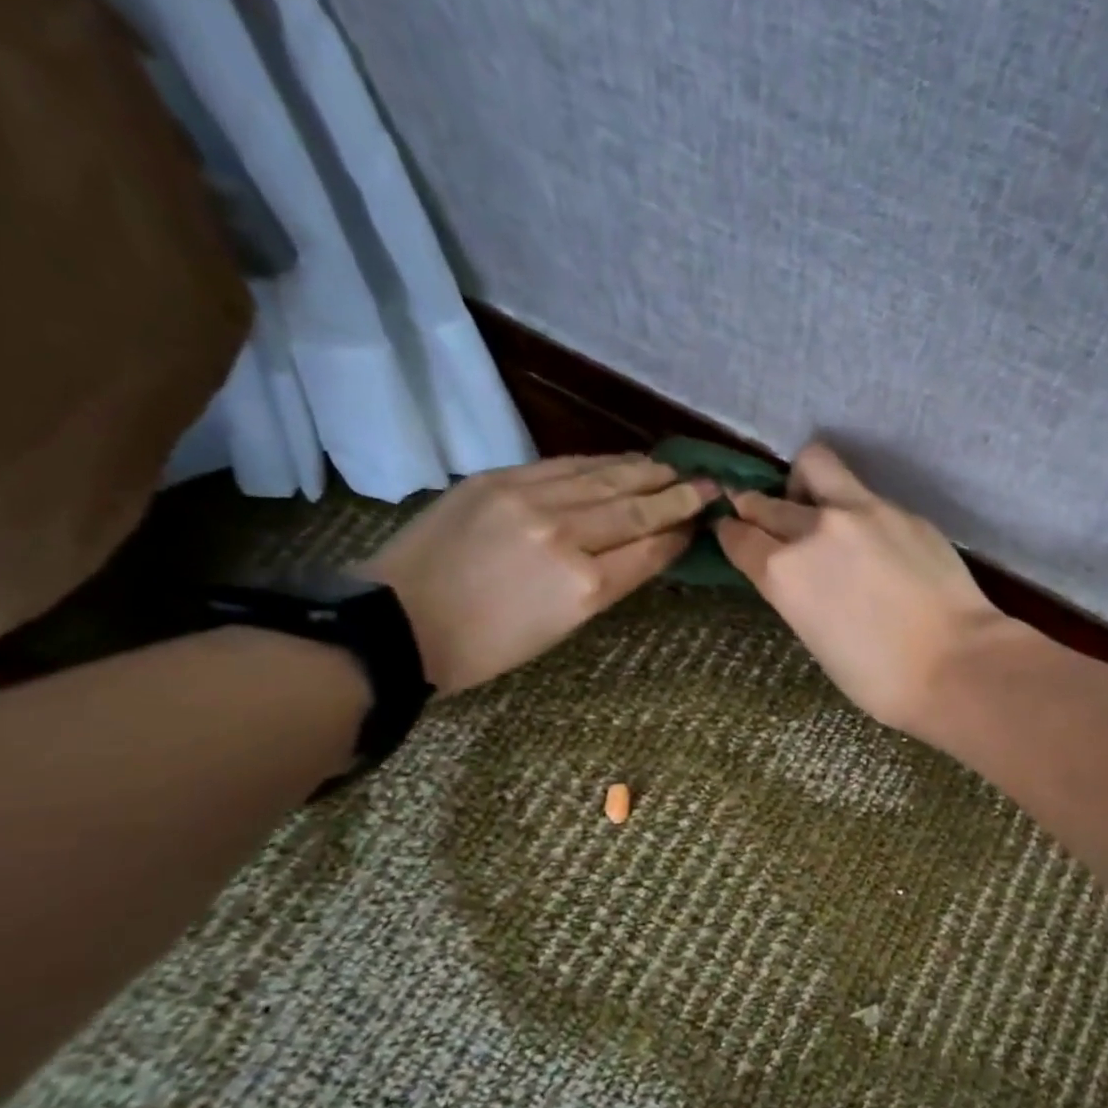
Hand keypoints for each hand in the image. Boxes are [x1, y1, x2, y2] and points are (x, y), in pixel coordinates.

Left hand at [358, 454, 714, 693]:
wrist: (398, 622)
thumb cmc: (486, 646)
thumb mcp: (561, 628)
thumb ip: (607, 583)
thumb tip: (643, 549)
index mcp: (584, 587)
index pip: (648, 550)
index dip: (679, 534)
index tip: (703, 521)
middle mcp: (565, 536)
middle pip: (635, 509)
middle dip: (677, 497)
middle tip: (710, 486)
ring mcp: (530, 501)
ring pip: (604, 479)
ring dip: (645, 472)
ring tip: (673, 468)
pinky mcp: (499, 480)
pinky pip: (564, 465)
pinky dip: (600, 463)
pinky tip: (622, 460)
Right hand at [714, 443, 1014, 734]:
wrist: (956, 663)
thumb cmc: (879, 678)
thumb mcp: (815, 639)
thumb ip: (797, 593)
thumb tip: (797, 574)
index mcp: (783, 572)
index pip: (739, 536)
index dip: (730, 533)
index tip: (731, 532)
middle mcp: (813, 529)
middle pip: (766, 502)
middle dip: (755, 508)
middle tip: (762, 517)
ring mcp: (861, 510)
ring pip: (813, 466)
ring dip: (801, 482)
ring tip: (814, 504)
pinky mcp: (900, 509)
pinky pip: (861, 493)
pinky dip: (851, 506)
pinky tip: (869, 535)